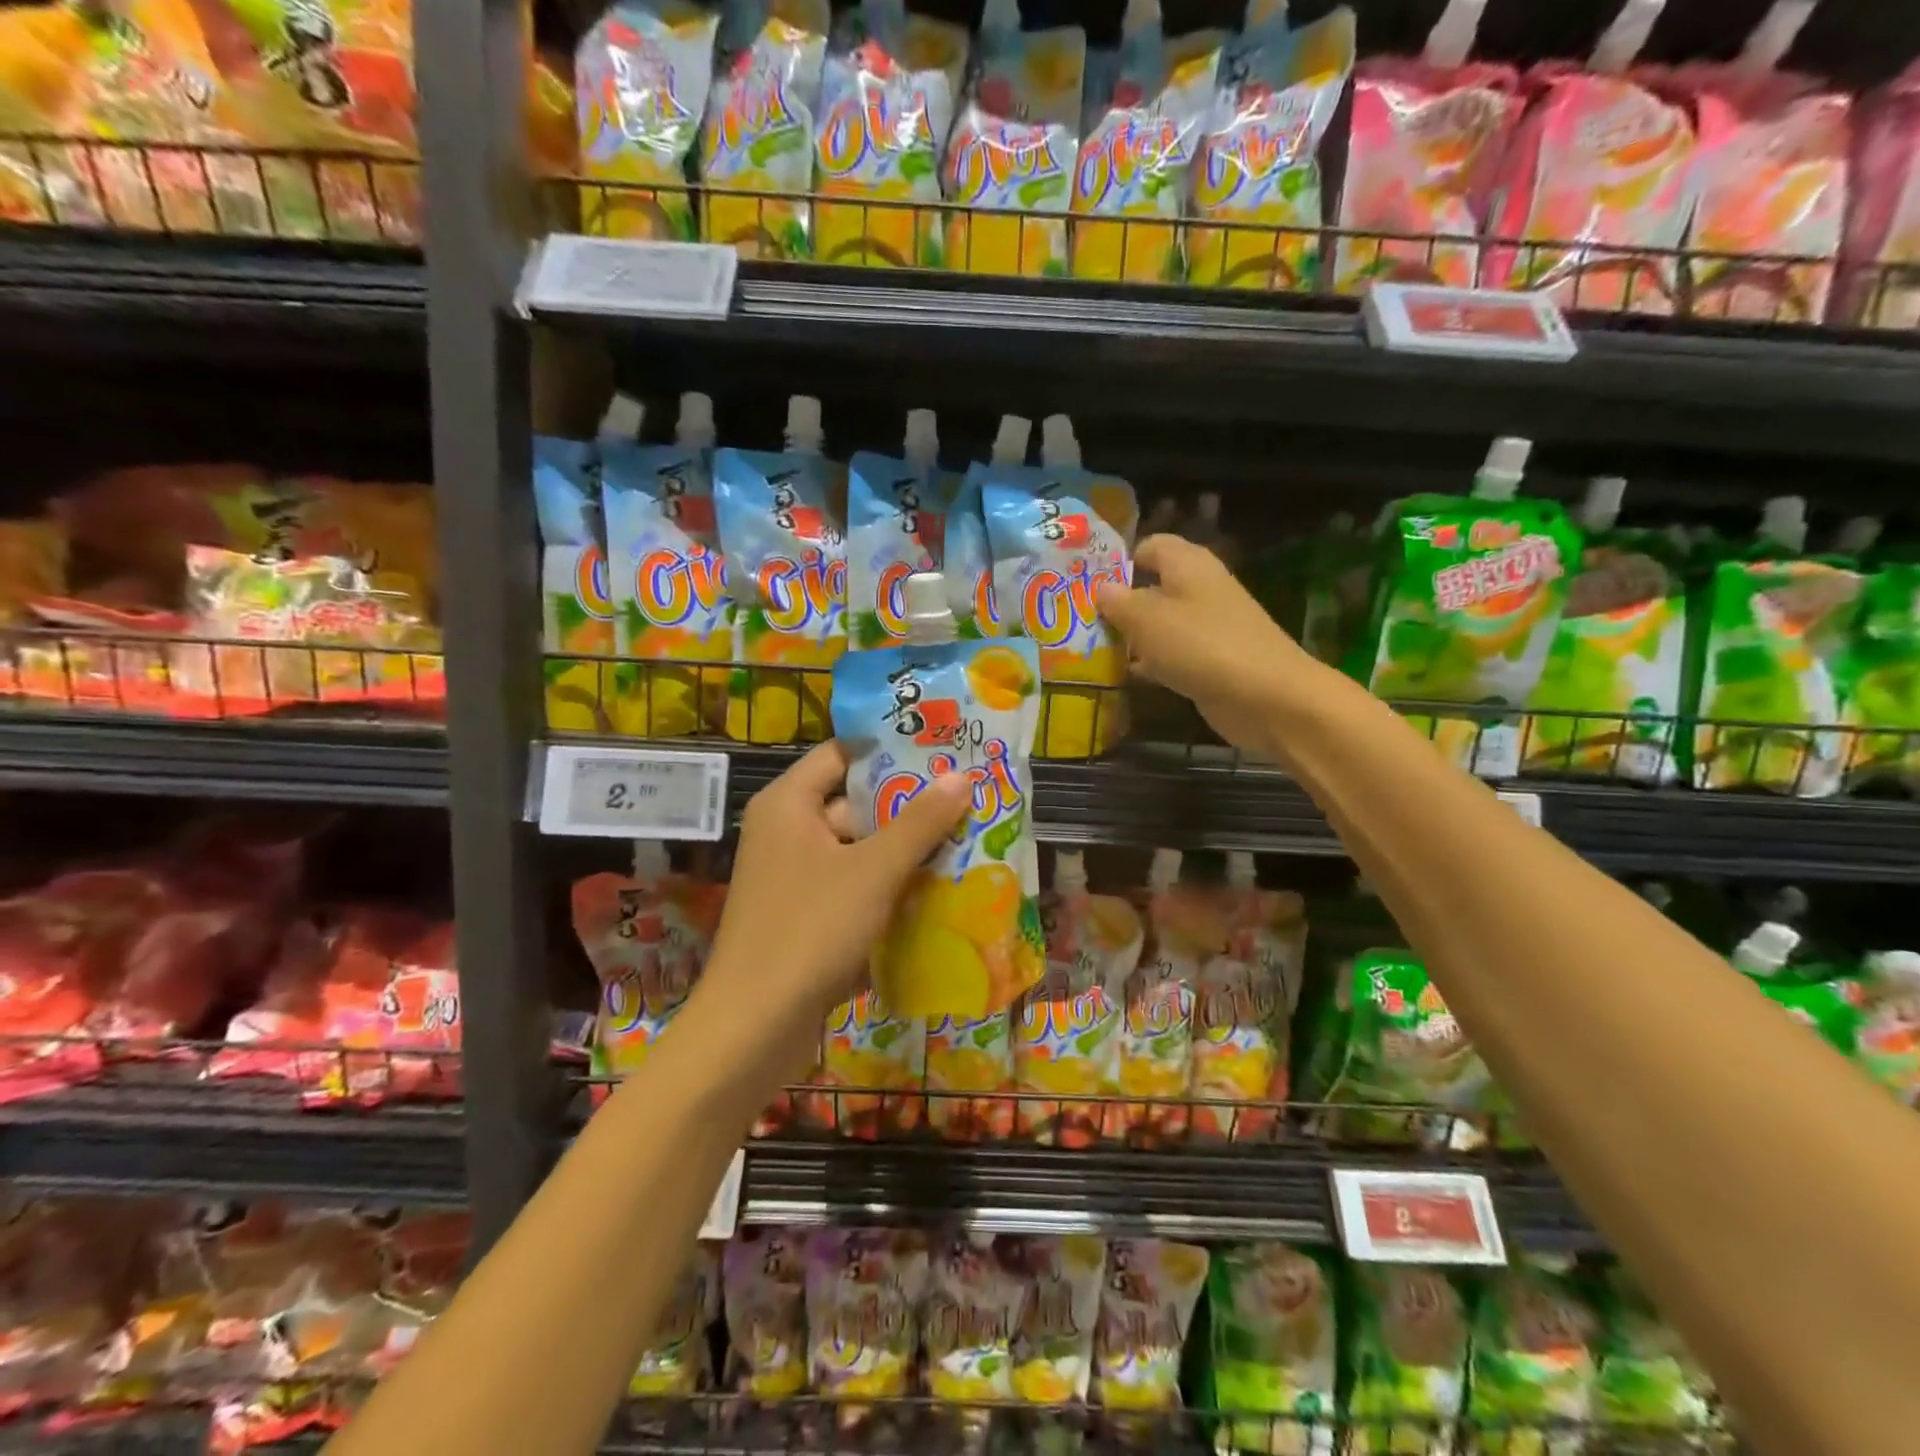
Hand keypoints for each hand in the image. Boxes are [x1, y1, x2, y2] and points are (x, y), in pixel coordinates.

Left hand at [699, 740, 970, 1066]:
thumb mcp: (874, 870)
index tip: (940, 750)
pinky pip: (852, 885)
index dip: (889, 750)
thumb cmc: (811, 930)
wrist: (754, 1027)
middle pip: (854, 802)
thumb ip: (919, 822)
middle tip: (965, 799)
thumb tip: (962, 776)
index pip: (841, 753)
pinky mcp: (804, 915)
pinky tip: (936, 891)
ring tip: (965, 841)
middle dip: (908, 805)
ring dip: (904, 850)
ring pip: (857, 848)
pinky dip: (887, 885)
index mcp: (789, 804)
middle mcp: (787, 831)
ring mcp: (794, 876)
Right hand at [1098, 533, 1326, 756]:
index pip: (1149, 546)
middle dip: (1118, 603)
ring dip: (1130, 637)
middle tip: (1079, 621)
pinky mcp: (1210, 661)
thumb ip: (1118, 602)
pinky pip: (1171, 655)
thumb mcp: (1147, 619)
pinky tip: (1123, 678)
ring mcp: (1207, 627)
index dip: (1118, 560)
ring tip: (1090, 650)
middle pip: (1151, 587)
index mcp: (1187, 564)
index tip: (1086, 583)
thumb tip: (1100, 588)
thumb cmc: (1201, 645)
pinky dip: (1150, 663)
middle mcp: (1199, 588)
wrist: (1266, 697)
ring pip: (1159, 624)